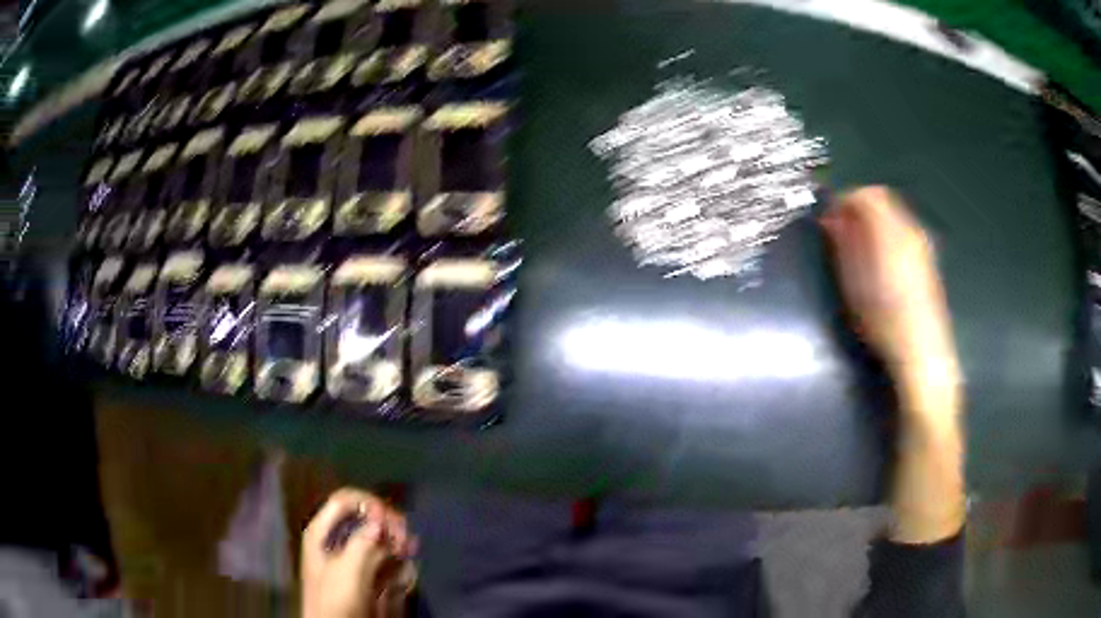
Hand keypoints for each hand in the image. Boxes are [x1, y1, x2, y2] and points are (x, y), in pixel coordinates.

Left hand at [302, 488, 416, 617]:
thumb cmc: (336, 600)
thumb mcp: (347, 571)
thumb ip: (363, 541)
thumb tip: (380, 518)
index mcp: (322, 531)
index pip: (346, 499)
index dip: (370, 504)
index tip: (392, 522)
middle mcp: (336, 539)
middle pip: (365, 516)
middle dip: (388, 526)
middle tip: (405, 541)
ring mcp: (352, 557)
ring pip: (379, 538)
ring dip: (396, 543)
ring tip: (408, 555)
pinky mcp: (366, 574)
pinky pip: (385, 559)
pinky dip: (397, 561)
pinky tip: (404, 571)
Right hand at [820, 186, 960, 419]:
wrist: (922, 353)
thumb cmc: (884, 320)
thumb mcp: (855, 284)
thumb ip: (843, 245)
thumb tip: (831, 219)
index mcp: (891, 231)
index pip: (867, 195)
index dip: (844, 200)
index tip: (828, 219)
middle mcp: (910, 229)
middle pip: (883, 200)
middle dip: (859, 209)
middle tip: (840, 231)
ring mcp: (922, 245)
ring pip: (894, 216)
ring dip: (873, 222)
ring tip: (858, 248)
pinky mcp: (928, 261)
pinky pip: (903, 232)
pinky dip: (887, 235)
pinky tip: (879, 262)